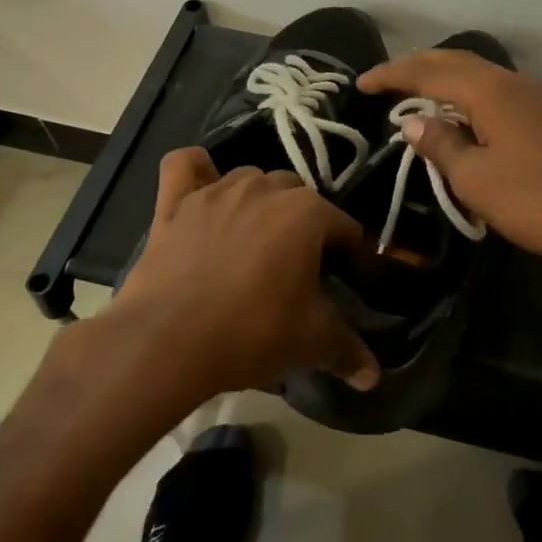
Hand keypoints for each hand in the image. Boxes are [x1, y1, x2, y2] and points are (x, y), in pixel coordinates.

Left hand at [116, 148, 380, 399]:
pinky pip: (184, 166)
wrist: (168, 342)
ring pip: (250, 179)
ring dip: (259, 201)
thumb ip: (348, 350)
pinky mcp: (175, 203)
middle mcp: (264, 188)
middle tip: (298, 267)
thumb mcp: (311, 343)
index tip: (344, 282)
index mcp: (307, 212)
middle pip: (298, 196)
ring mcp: (216, 191)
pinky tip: (202, 186)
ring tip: (255, 240)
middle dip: (305, 224)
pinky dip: (196, 170)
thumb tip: (373, 375)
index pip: (344, 227)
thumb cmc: (253, 332)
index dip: (350, 255)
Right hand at [358, 50, 541, 271]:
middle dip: (417, 67)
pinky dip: (468, 94)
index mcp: (490, 91)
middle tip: (385, 82)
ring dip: (444, 78)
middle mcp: (513, 83)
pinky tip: (461, 115)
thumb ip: (440, 144)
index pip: (429, 71)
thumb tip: (413, 122)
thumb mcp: (474, 178)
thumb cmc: (534, 200)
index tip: (361, 84)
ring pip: (479, 74)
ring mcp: (536, 97)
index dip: (392, 75)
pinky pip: (496, 91)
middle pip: (456, 61)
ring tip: (416, 94)